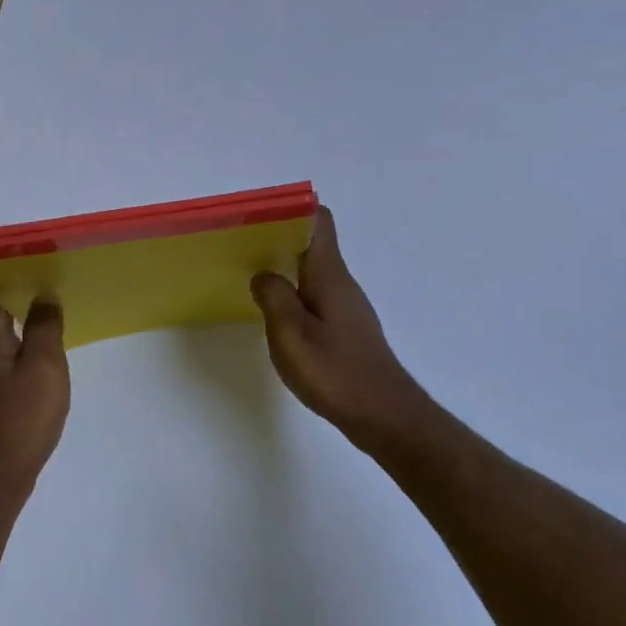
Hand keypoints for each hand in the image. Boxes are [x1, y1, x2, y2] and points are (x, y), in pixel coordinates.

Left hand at [0, 262, 70, 511]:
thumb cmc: (17, 418)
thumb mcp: (44, 367)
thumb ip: (45, 325)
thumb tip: (45, 296)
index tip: (10, 241)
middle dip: (4, 271)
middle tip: (42, 259)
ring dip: (11, 299)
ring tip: (47, 288)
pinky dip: (13, 326)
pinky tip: (40, 332)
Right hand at [251, 207, 431, 453]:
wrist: (383, 416)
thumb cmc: (335, 371)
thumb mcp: (291, 332)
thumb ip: (273, 296)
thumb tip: (263, 275)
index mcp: (329, 274)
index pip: (319, 220)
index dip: (292, 209)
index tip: (260, 215)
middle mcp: (340, 283)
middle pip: (312, 244)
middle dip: (279, 238)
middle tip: (242, 245)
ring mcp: (346, 306)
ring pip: (312, 271)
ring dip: (285, 267)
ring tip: (251, 274)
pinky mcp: (346, 328)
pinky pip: (315, 295)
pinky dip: (294, 293)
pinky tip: (276, 313)